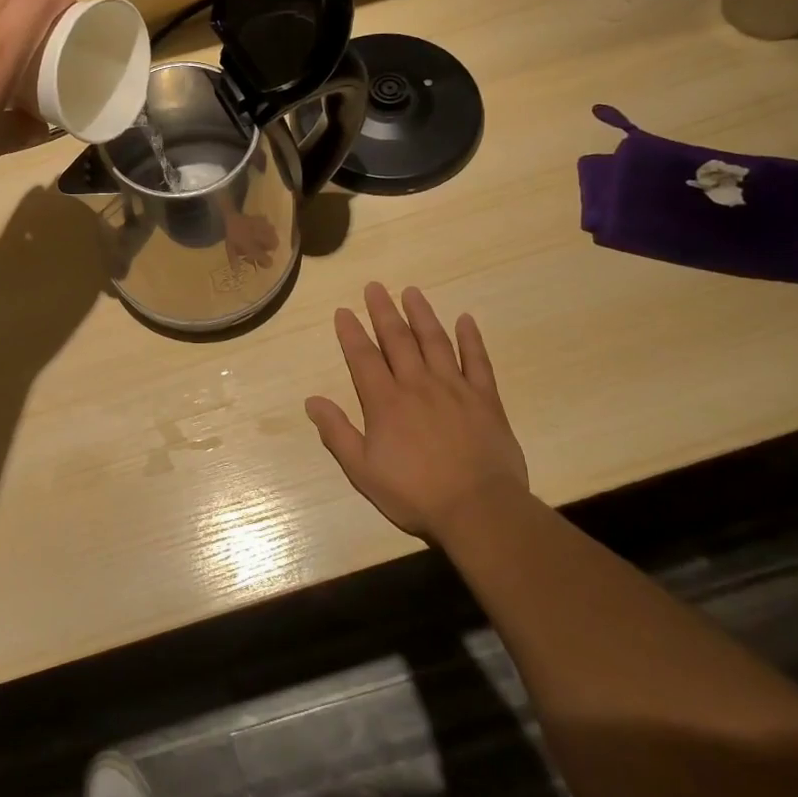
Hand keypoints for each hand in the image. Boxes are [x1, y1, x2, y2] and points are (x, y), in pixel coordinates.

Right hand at [305, 283, 528, 541]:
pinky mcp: (485, 400)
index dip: (351, 332)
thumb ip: (337, 433)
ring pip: (435, 342)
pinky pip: (478, 362)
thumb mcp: (363, 471)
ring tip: (411, 291)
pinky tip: (466, 320)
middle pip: (398, 340)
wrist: (479, 510)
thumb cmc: (415, 493)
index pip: (363, 357)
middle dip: (383, 311)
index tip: (343, 310)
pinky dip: (471, 339)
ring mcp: (454, 389)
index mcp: (385, 402)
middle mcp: (417, 385)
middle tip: (375, 287)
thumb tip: (312, 401)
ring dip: (422, 315)